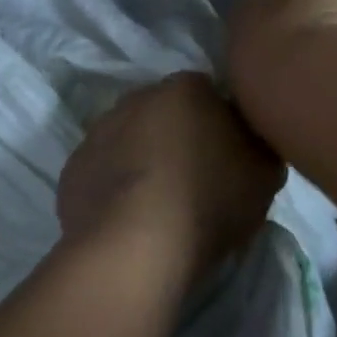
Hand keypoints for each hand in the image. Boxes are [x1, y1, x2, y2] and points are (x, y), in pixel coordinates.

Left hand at [58, 72, 285, 282]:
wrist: (134, 248)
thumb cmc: (209, 200)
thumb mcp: (265, 174)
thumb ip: (260, 145)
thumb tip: (250, 141)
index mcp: (185, 87)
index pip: (210, 94)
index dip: (222, 125)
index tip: (230, 159)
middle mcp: (137, 97)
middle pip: (166, 113)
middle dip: (179, 137)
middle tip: (197, 181)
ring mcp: (98, 132)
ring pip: (130, 140)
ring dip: (143, 161)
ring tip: (160, 207)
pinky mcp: (72, 170)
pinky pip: (103, 172)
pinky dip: (115, 188)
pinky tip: (129, 220)